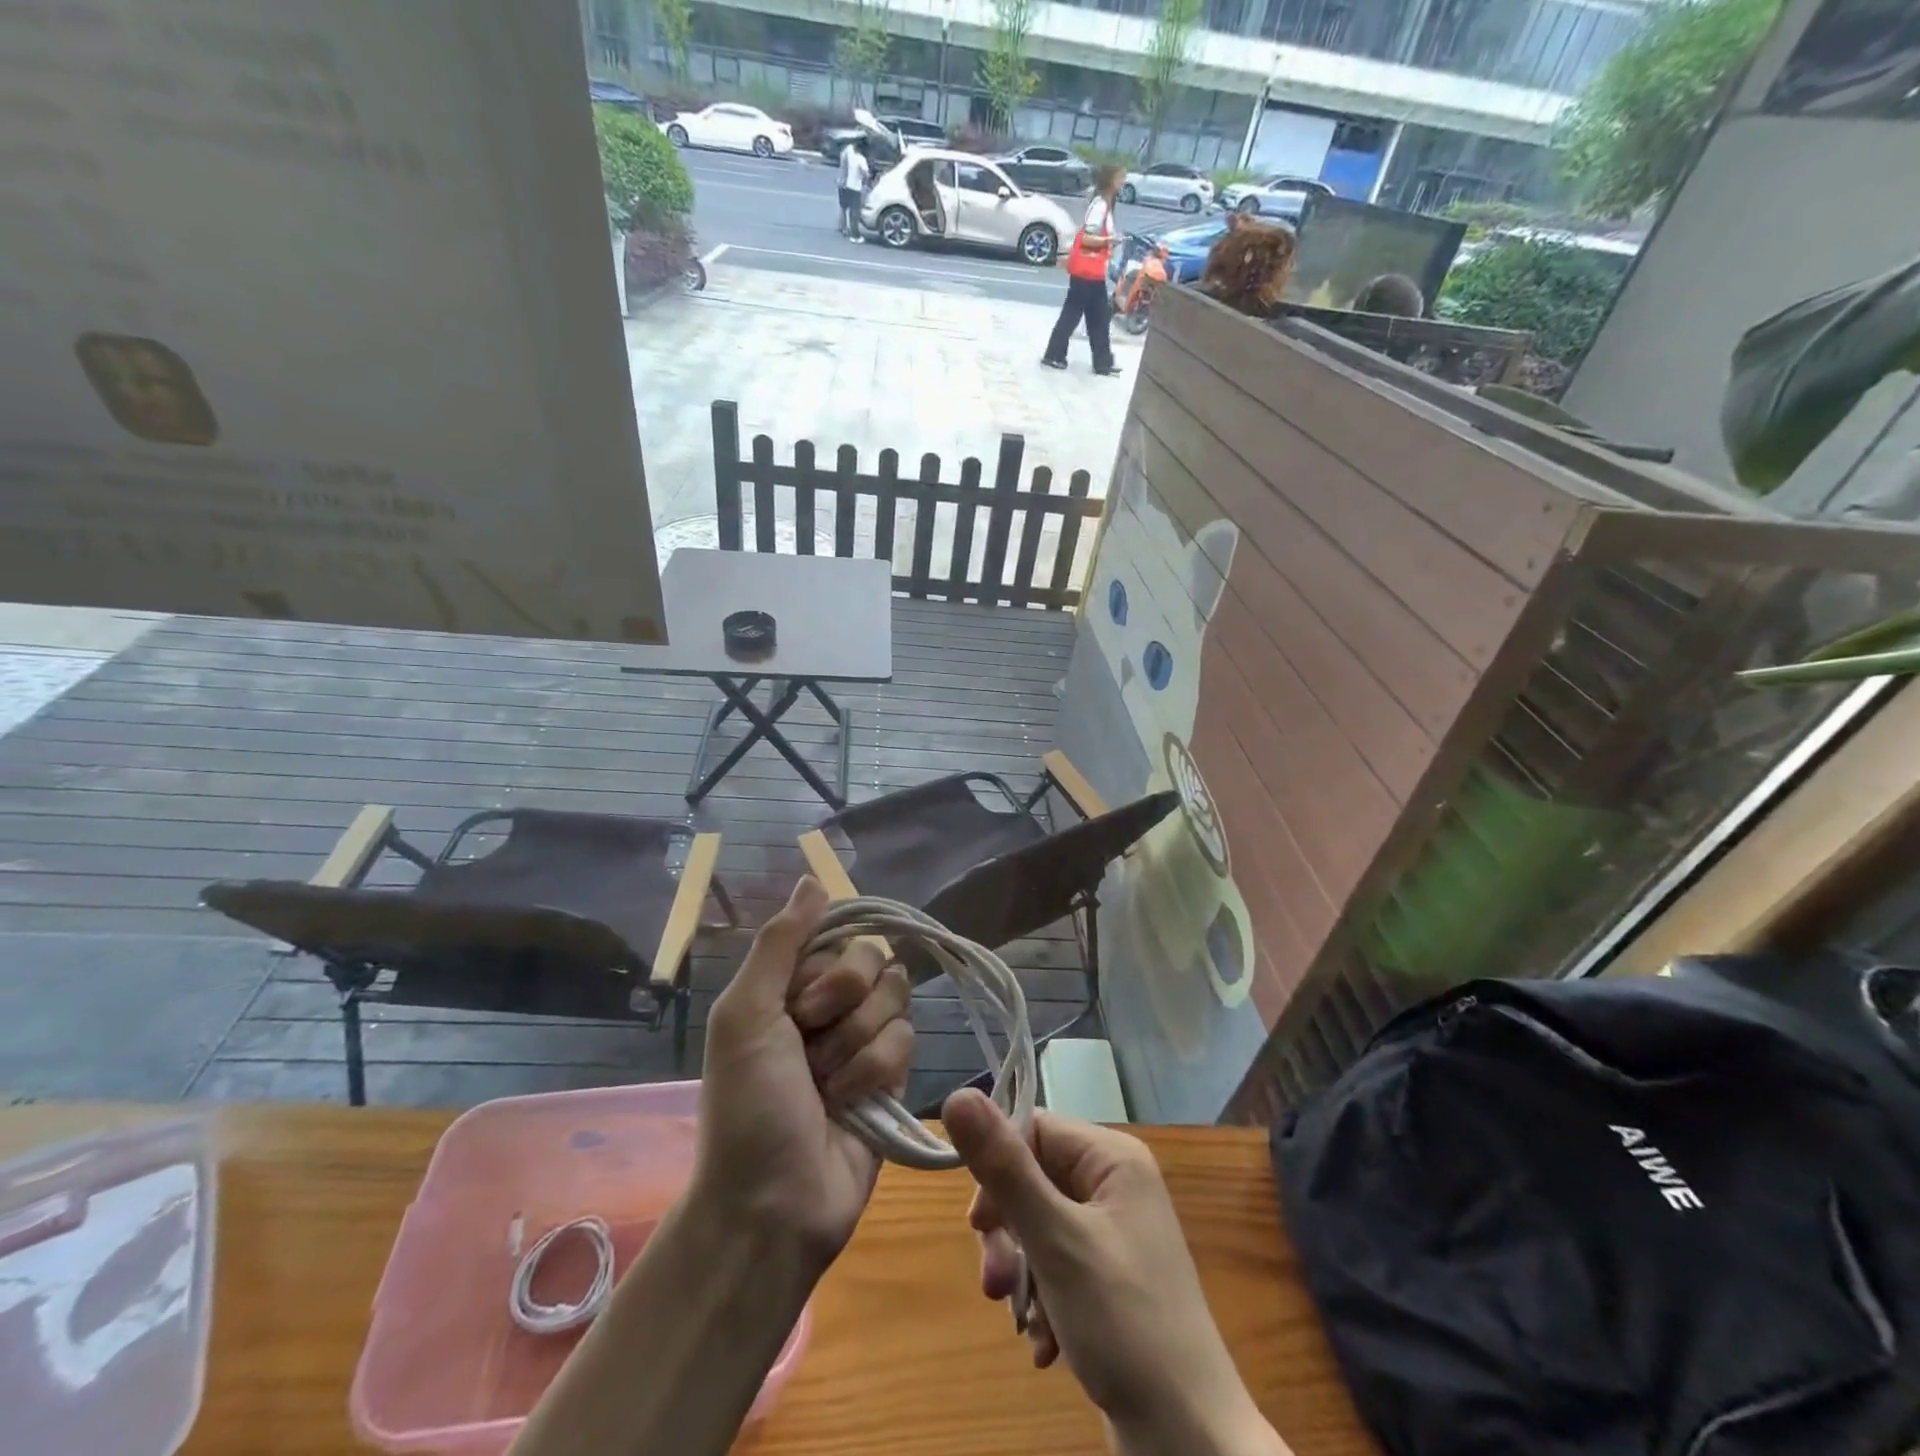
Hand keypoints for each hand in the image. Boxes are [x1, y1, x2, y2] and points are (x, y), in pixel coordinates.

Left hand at [696, 876, 912, 1269]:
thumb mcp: (745, 1014)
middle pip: (873, 961)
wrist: (773, 1205)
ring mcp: (862, 1039)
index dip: (828, 968)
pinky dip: (875, 1072)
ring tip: (827, 1086)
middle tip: (810, 1044)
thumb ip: (780, 942)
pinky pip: (907, 1040)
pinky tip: (850, 1105)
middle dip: (844, 1005)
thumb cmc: (748, 1106)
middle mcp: (828, 1005)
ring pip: (895, 999)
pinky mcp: (891, 1075)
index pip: (838, 935)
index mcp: (790, 985)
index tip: (801, 1006)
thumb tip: (814, 879)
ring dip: (858, 1045)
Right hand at [943, 1091, 1287, 1455]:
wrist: (1192, 1444)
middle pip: (1034, 1181)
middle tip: (994, 1282)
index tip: (977, 1225)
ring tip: (1024, 1321)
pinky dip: (1044, 1302)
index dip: (998, 1170)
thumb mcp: (1054, 1240)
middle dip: (1008, 1234)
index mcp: (1113, 1159)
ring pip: (1040, 1229)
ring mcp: (1117, 1234)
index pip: (1034, 1130)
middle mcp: (1117, 1185)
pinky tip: (1047, 1344)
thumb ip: (1004, 1167)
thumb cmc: (1124, 1324)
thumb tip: (955, 1095)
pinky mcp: (1112, 1281)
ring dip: (1022, 1275)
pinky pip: (1059, 1267)